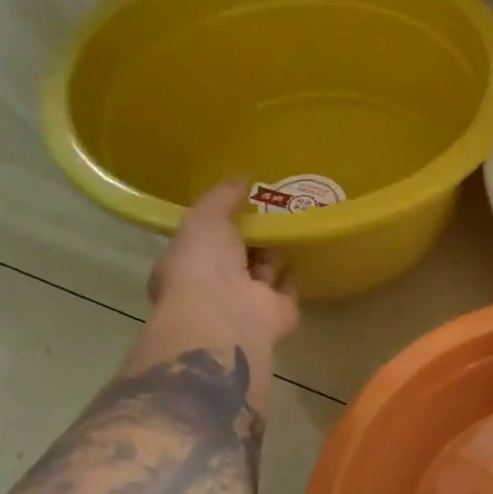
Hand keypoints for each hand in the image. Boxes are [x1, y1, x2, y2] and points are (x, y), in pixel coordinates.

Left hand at [146, 180, 298, 348]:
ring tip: (293, 224)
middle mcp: (215, 288)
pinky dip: (295, 274)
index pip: (203, 241)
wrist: (228, 316)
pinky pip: (288, 289)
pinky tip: (306, 251)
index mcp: (186, 266)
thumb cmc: (203, 264)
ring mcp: (246, 303)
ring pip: (262, 273)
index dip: (219, 223)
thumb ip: (222, 197)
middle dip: (250, 237)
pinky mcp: (277, 315)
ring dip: (274, 253)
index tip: (239, 203)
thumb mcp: (205, 217)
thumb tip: (242, 177)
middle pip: (236, 257)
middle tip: (271, 209)